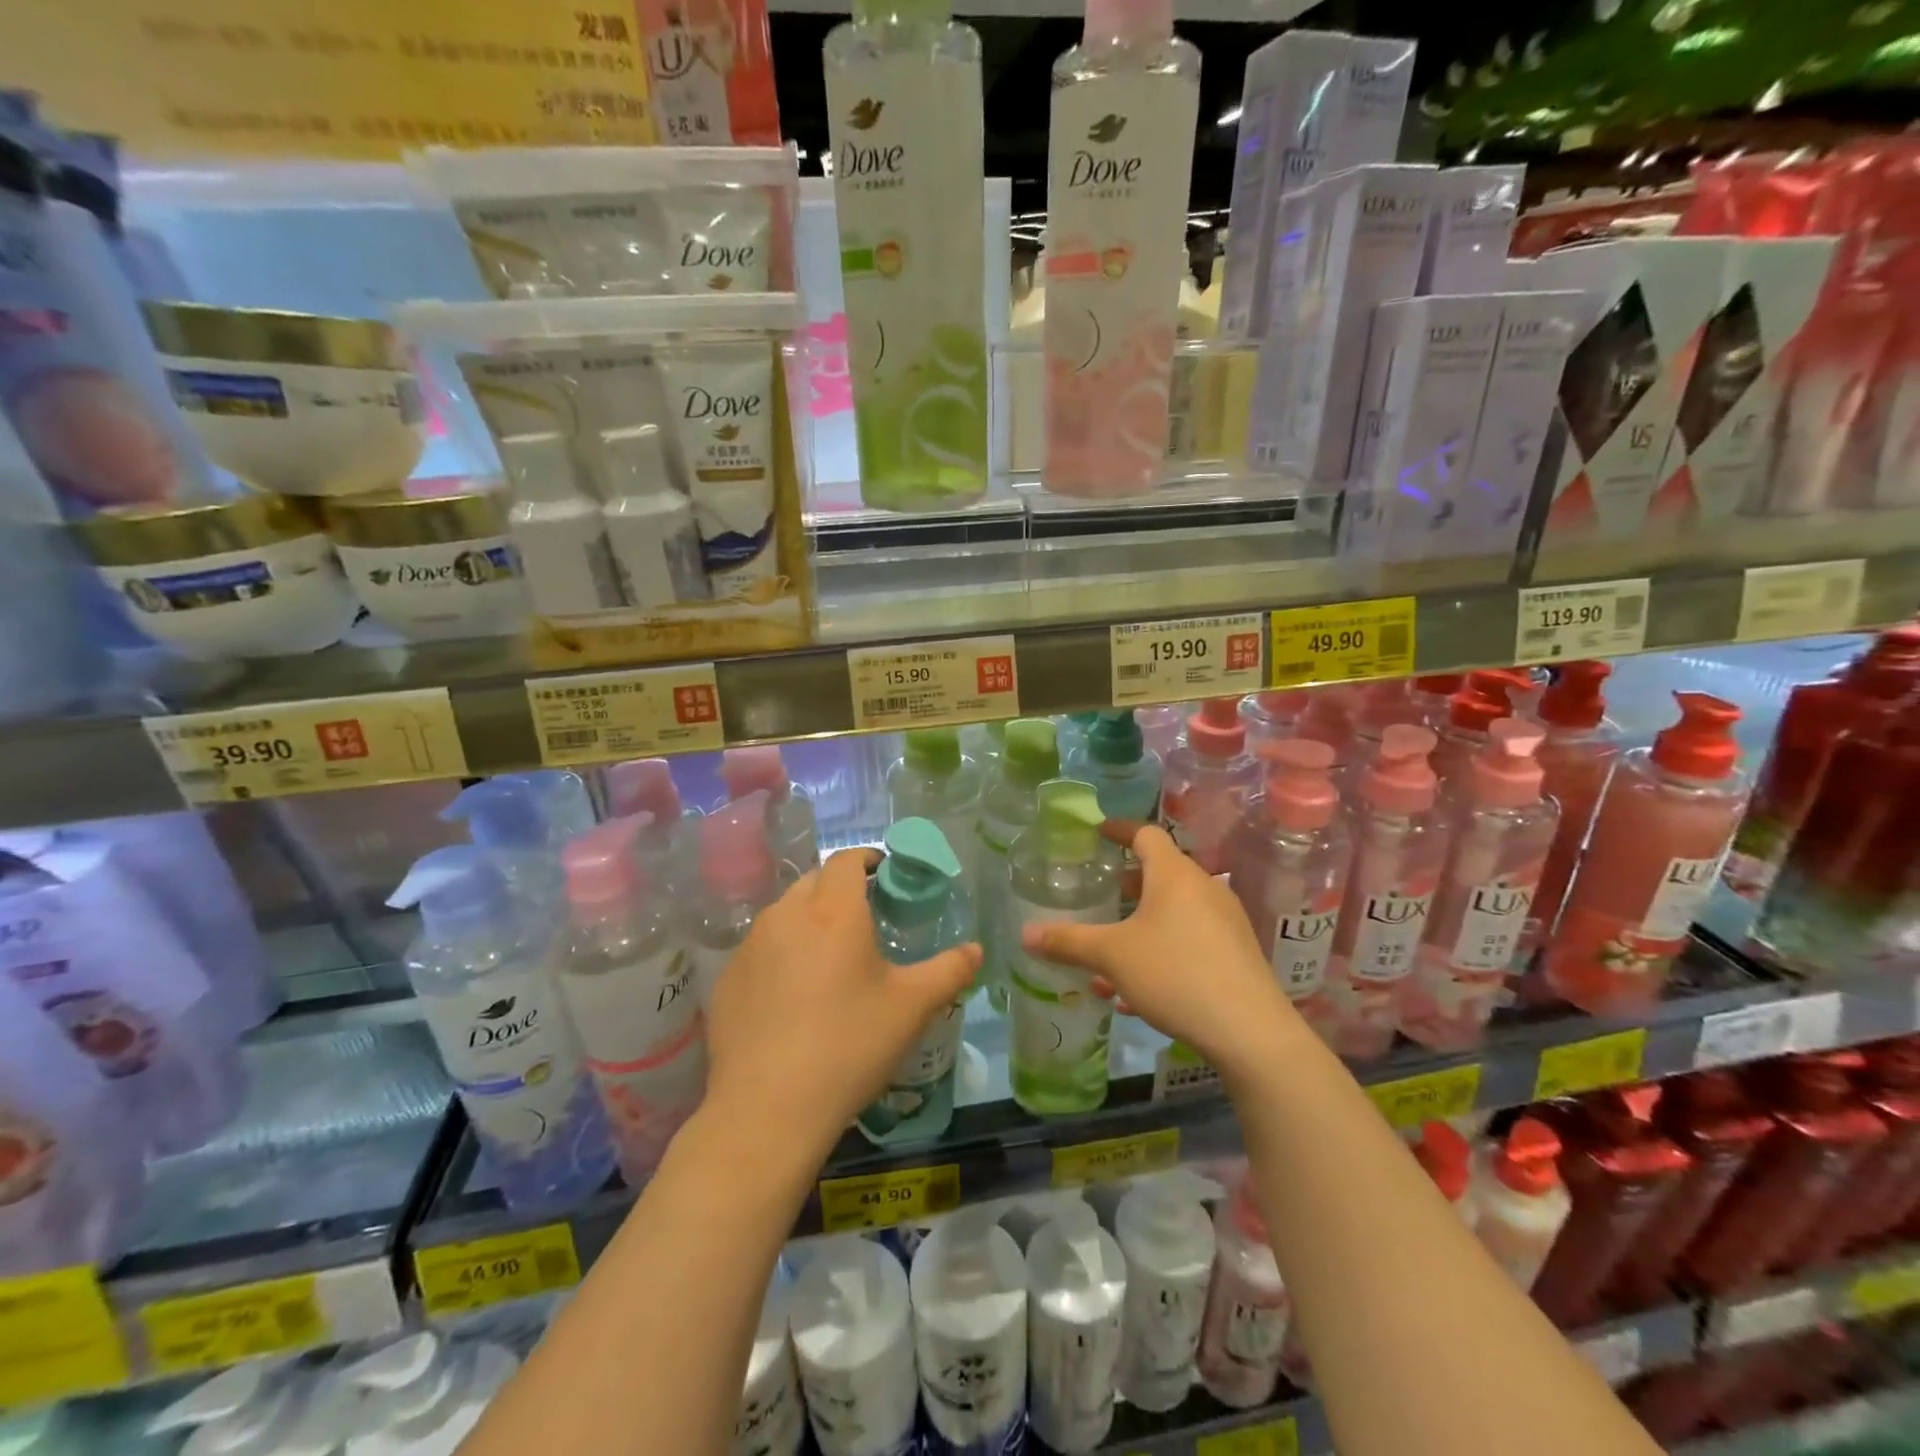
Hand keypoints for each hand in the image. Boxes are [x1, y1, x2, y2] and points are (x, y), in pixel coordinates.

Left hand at [705, 848, 979, 1155]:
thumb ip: (949, 971)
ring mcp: (750, 946)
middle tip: (863, 919)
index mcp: (834, 912)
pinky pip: (760, 949)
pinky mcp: (727, 979)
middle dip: (838, 888)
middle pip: (813, 881)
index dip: (866, 858)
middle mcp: (787, 915)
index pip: (846, 860)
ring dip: (808, 920)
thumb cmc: (849, 1046)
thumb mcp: (911, 1008)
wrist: (767, 1109)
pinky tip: (791, 996)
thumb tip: (976, 949)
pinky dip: (779, 954)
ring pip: (784, 913)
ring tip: (828, 957)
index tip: (883, 873)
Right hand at [1019, 821, 1296, 1071]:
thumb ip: (1068, 941)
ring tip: (1111, 951)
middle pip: (1161, 872)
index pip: (1145, 834)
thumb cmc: (1175, 974)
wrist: (1250, 1031)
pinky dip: (1162, 949)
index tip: (1098, 833)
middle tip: (1100, 895)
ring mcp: (1225, 920)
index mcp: (1174, 874)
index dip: (1119, 830)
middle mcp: (1203, 888)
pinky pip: (1190, 938)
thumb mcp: (1112, 957)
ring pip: (1174, 910)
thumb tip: (1025, 934)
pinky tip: (1139, 990)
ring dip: (1141, 923)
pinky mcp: (1236, 952)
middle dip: (1127, 884)